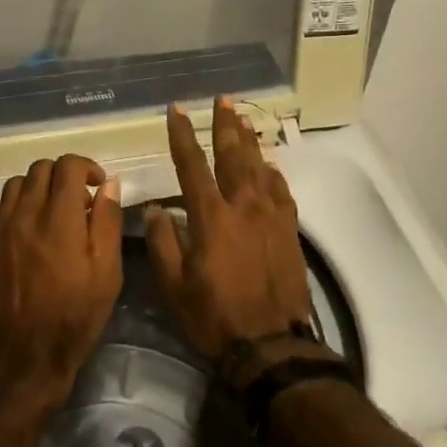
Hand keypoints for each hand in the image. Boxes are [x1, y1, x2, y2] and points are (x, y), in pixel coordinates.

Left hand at [0, 155, 124, 412]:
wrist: (23, 356)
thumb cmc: (74, 316)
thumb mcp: (106, 272)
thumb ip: (107, 221)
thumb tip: (108, 183)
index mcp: (60, 218)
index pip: (68, 166)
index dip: (86, 167)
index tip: (97, 185)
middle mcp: (25, 213)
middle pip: (40, 169)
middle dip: (62, 176)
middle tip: (76, 201)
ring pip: (15, 184)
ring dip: (36, 189)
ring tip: (49, 213)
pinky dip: (10, 208)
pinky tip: (21, 228)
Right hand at [144, 98, 314, 368]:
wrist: (270, 346)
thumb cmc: (214, 316)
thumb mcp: (173, 284)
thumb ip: (162, 241)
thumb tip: (156, 209)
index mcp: (210, 216)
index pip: (192, 164)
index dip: (182, 134)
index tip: (177, 110)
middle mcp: (243, 206)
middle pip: (233, 154)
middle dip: (225, 124)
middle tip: (222, 100)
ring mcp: (271, 216)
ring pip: (260, 166)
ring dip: (250, 140)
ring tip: (244, 118)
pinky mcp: (289, 231)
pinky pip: (282, 191)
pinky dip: (273, 173)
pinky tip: (269, 165)